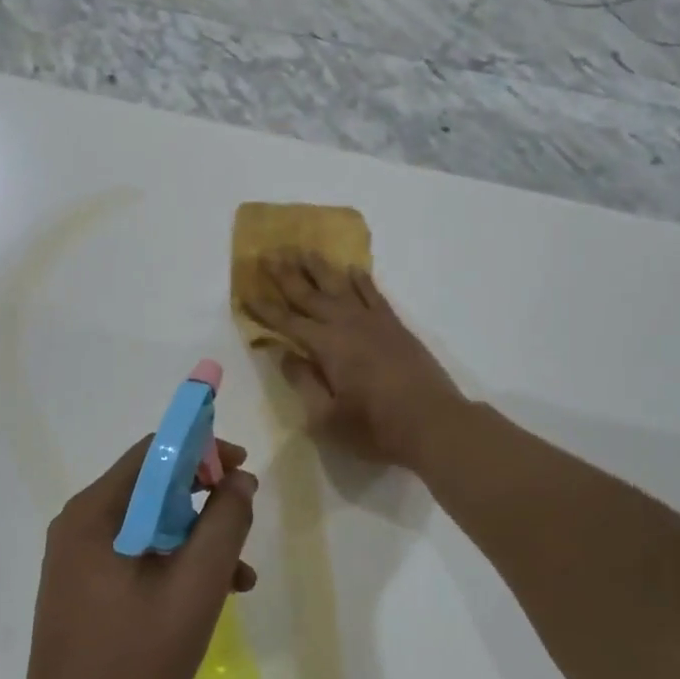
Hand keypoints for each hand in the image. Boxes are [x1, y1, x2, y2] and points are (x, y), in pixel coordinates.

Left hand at [17, 438, 258, 678]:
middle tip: (243, 521)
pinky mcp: (84, 589)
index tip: (241, 473)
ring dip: (196, 539)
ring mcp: (78, 559)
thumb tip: (239, 479)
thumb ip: (225, 523)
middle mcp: (80, 525)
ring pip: (150, 525)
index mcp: (96, 512)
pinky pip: (136, 555)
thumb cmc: (134, 657)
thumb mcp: (196, 585)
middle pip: (153, 487)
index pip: (155, 451)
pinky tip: (209, 597)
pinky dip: (174, 564)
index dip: (203, 451)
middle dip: (205, 500)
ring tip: (239, 575)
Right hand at [245, 252, 466, 470]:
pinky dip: (361, 279)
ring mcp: (374, 321)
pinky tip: (352, 269)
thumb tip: (283, 354)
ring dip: (319, 267)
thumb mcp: (327, 418)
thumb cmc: (376, 428)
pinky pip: (373, 293)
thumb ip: (303, 382)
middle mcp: (347, 324)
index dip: (264, 308)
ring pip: (340, 285)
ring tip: (302, 250)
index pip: (287, 322)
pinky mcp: (395, 325)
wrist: (434, 423)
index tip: (245, 291)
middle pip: (310, 294)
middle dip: (286, 275)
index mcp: (326, 346)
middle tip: (267, 254)